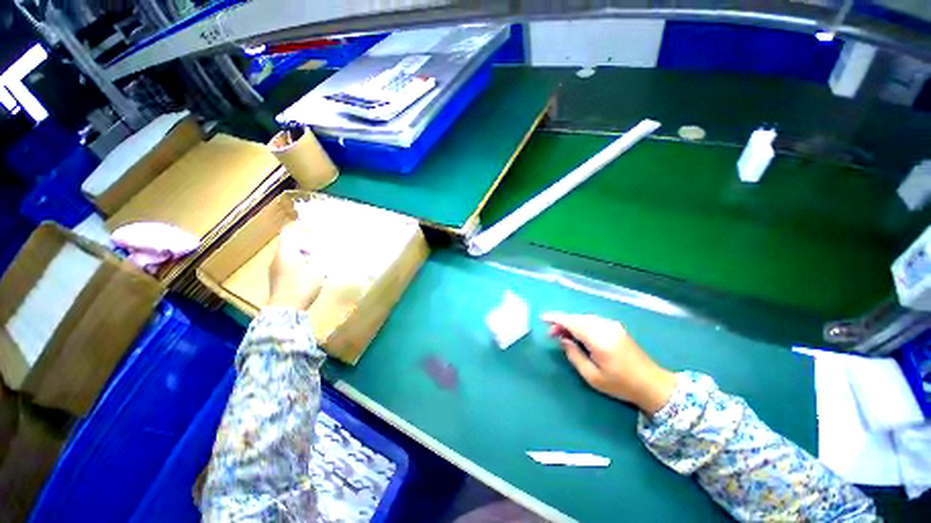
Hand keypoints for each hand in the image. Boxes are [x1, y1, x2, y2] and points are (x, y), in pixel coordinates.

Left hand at [267, 223, 323, 309]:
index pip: (290, 231)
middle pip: (290, 242)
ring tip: (319, 255)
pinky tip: (312, 269)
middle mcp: (277, 258)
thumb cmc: (301, 287)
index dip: (302, 226)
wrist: (284, 311)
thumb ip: (323, 258)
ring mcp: (275, 270)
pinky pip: (290, 264)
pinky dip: (301, 262)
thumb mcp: (317, 270)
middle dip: (306, 240)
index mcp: (285, 252)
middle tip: (322, 242)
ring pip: (290, 254)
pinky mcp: (278, 280)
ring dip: (304, 252)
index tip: (316, 226)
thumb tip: (330, 249)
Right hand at [541, 312, 676, 414]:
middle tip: (551, 334)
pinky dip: (581, 324)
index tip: (543, 318)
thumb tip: (563, 340)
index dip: (556, 319)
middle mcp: (606, 327)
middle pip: (578, 318)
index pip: (573, 322)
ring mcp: (612, 325)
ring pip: (584, 318)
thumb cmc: (620, 384)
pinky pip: (592, 321)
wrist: (652, 384)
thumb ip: (574, 355)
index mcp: (600, 339)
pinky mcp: (616, 327)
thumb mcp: (592, 376)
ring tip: (561, 334)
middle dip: (562, 322)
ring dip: (571, 323)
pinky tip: (577, 333)